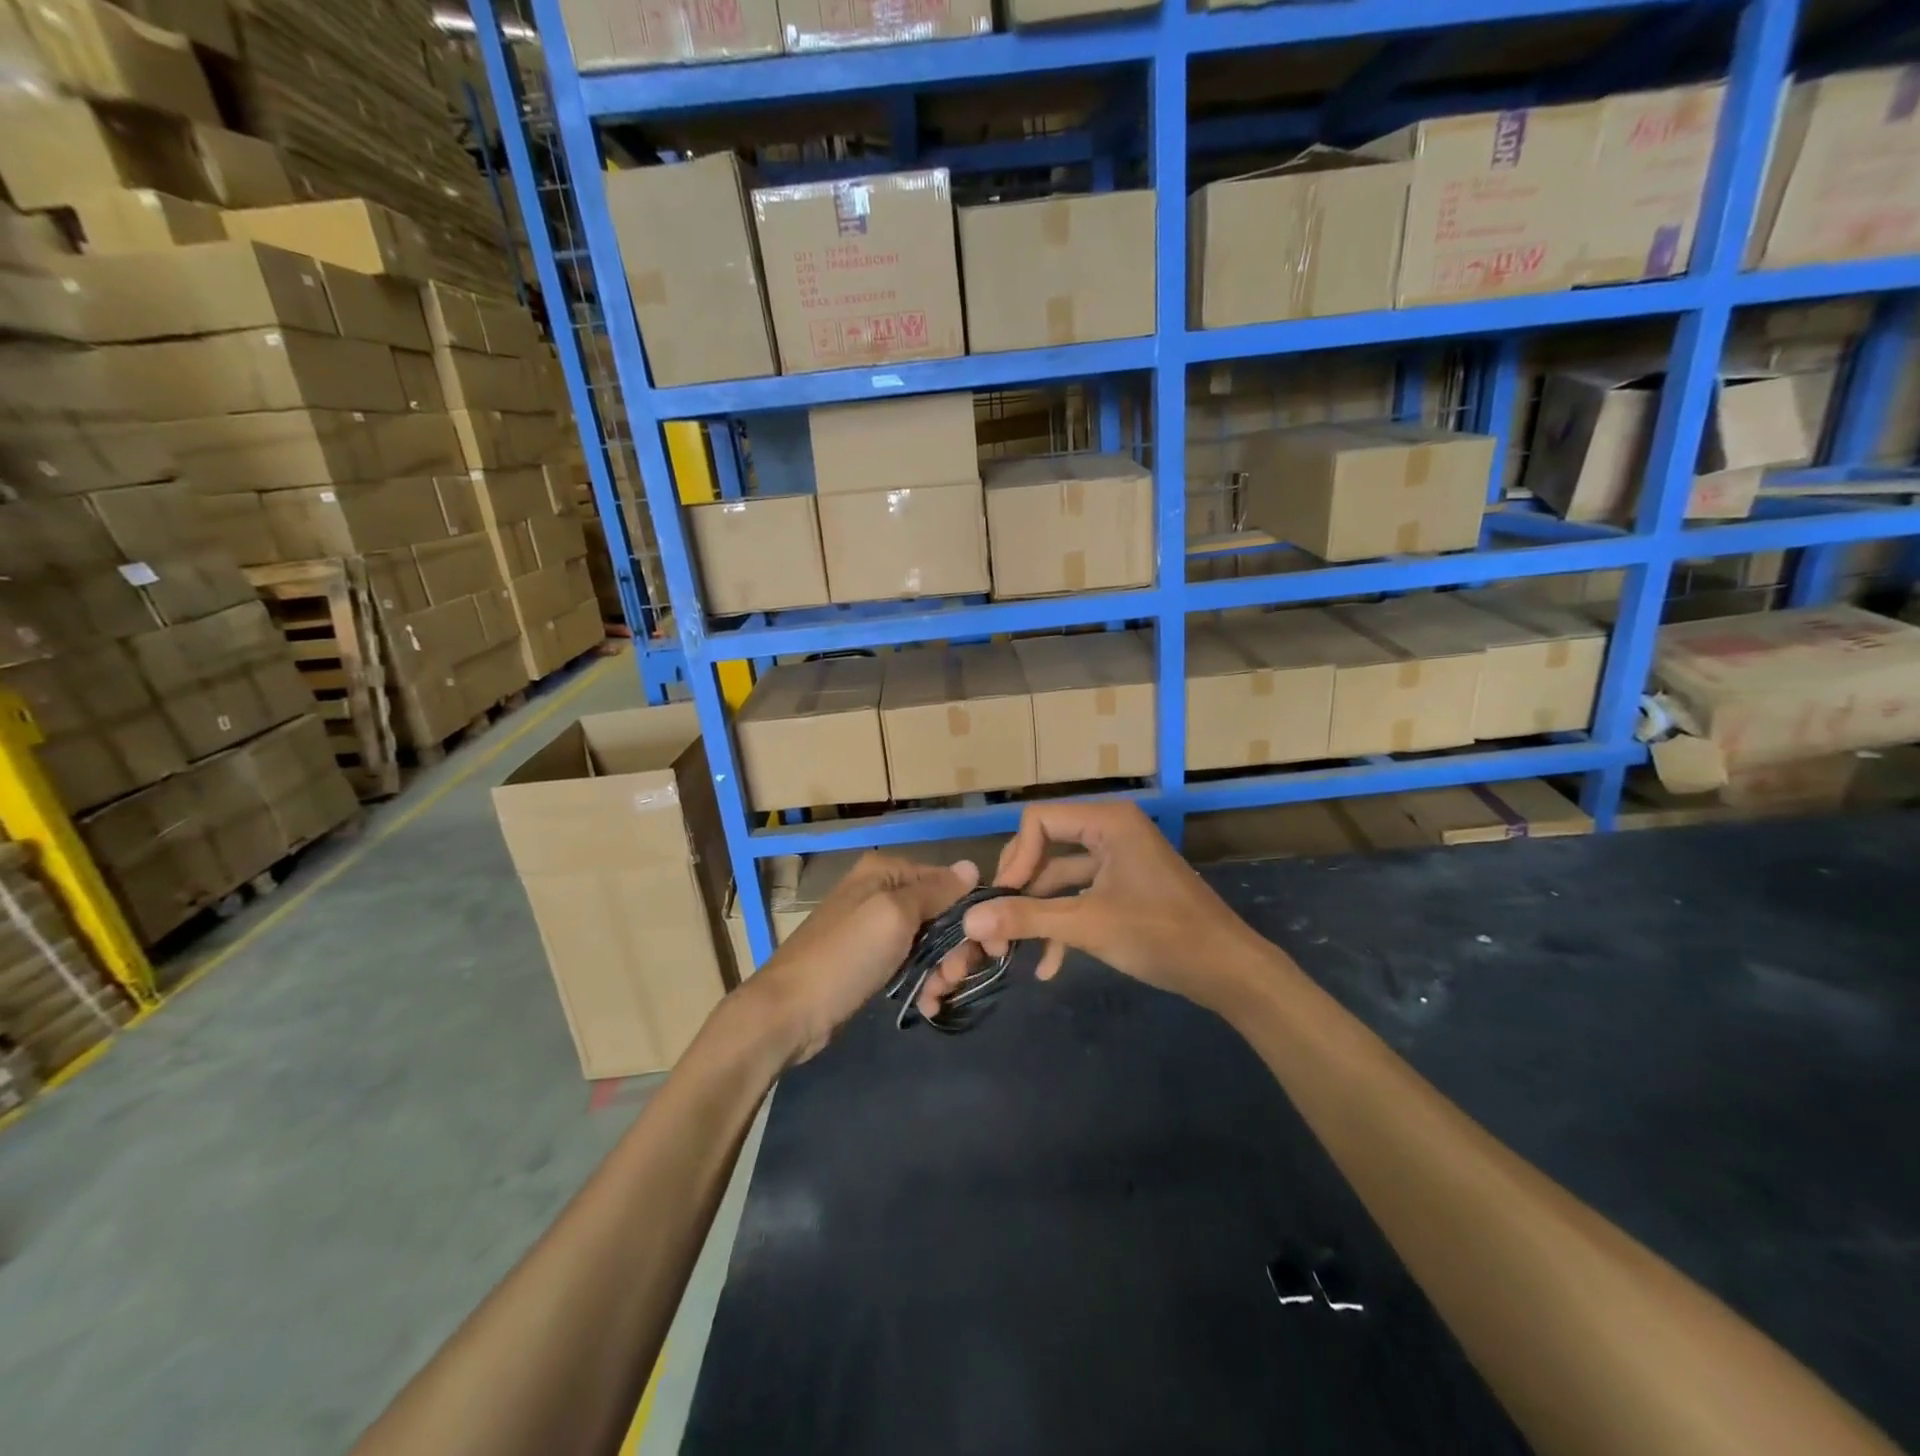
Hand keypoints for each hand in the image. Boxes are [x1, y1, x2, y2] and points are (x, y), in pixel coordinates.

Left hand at [742, 852, 977, 1064]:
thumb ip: (935, 891)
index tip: (990, 947)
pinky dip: (924, 982)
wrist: (788, 1013)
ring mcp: (875, 929)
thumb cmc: (845, 956)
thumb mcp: (893, 916)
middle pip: (941, 914)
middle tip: (954, 978)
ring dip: (942, 970)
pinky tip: (928, 1004)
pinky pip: (911, 964)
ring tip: (937, 995)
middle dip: (955, 948)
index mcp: (885, 872)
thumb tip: (972, 866)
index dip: (971, 912)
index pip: (947, 881)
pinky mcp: (871, 962)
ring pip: (930, 943)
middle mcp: (881, 893)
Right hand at [917, 802, 1267, 1017]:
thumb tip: (969, 919)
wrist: (1229, 972)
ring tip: (1011, 952)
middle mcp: (1110, 831)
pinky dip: (1063, 924)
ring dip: (1038, 914)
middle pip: (1044, 848)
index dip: (1015, 859)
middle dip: (1020, 890)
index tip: (1001, 901)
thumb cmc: (1161, 935)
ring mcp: (1118, 861)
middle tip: (997, 926)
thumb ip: (1027, 918)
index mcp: (1107, 822)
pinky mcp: (1124, 888)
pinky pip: (1081, 897)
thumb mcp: (1088, 925)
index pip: (1038, 821)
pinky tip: (1048, 966)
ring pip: (1060, 878)